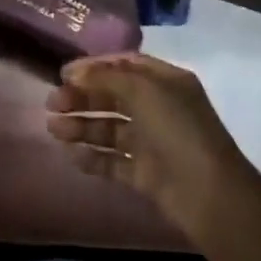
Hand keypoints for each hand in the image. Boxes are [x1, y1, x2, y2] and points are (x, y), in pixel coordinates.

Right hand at [46, 53, 260, 243]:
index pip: (124, 65)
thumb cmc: (177, 130)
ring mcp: (152, 142)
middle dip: (82, 98)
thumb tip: (74, 74)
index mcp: (165, 82)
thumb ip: (105, 79)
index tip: (63, 74)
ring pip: (109, 129)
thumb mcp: (143, 91)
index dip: (93, 67)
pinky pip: (113, 160)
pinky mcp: (145, 174)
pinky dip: (92, 157)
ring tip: (54, 129)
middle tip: (52, 103)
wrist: (209, 194)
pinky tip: (72, 155)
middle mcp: (158, 108)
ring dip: (81, 126)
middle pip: (112, 97)